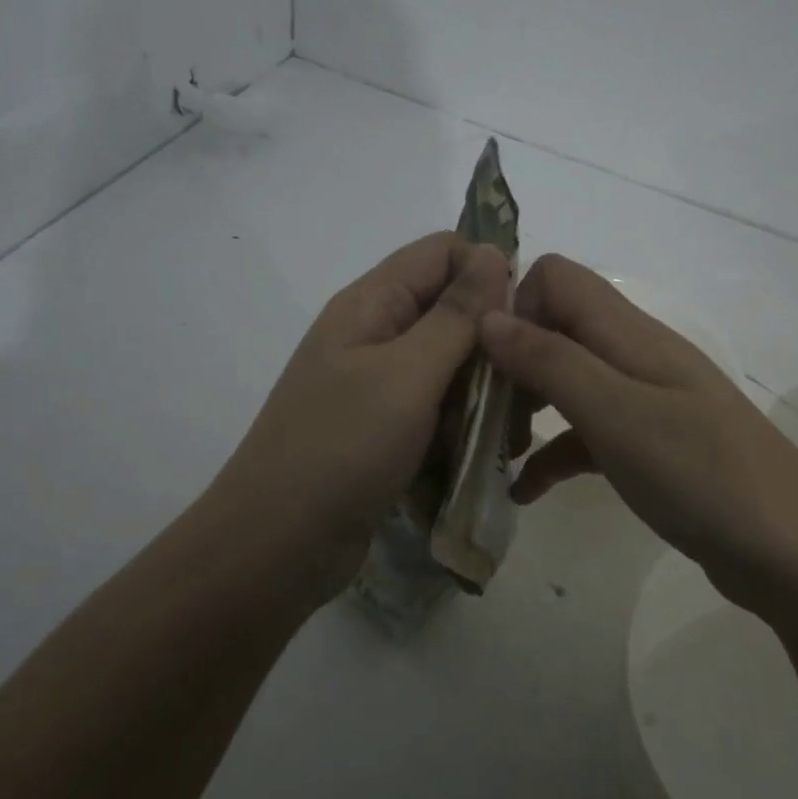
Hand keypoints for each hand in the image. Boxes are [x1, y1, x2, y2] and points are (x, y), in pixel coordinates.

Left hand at [213, 232, 510, 601]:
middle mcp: (374, 336)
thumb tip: (492, 251)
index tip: (521, 326)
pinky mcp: (385, 432)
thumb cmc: (341, 449)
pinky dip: (459, 433)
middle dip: (491, 353)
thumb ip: (455, 315)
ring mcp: (378, 387)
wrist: (276, 547)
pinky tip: (470, 464)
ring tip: (496, 443)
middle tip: (518, 401)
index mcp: (371, 304)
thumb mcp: (407, 375)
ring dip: (480, 401)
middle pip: (452, 314)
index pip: (443, 253)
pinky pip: (437, 414)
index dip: (488, 275)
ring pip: (452, 370)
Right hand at [480, 255, 797, 615]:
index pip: (556, 278)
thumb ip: (550, 360)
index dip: (514, 306)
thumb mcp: (614, 413)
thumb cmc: (699, 473)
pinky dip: (553, 454)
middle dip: (510, 363)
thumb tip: (488, 317)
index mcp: (628, 332)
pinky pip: (586, 434)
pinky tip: (524, 491)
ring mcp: (643, 401)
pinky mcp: (648, 446)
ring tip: (493, 451)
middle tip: (479, 414)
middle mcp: (633, 355)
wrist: (792, 553)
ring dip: (525, 408)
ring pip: (566, 383)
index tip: (483, 359)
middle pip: (555, 329)